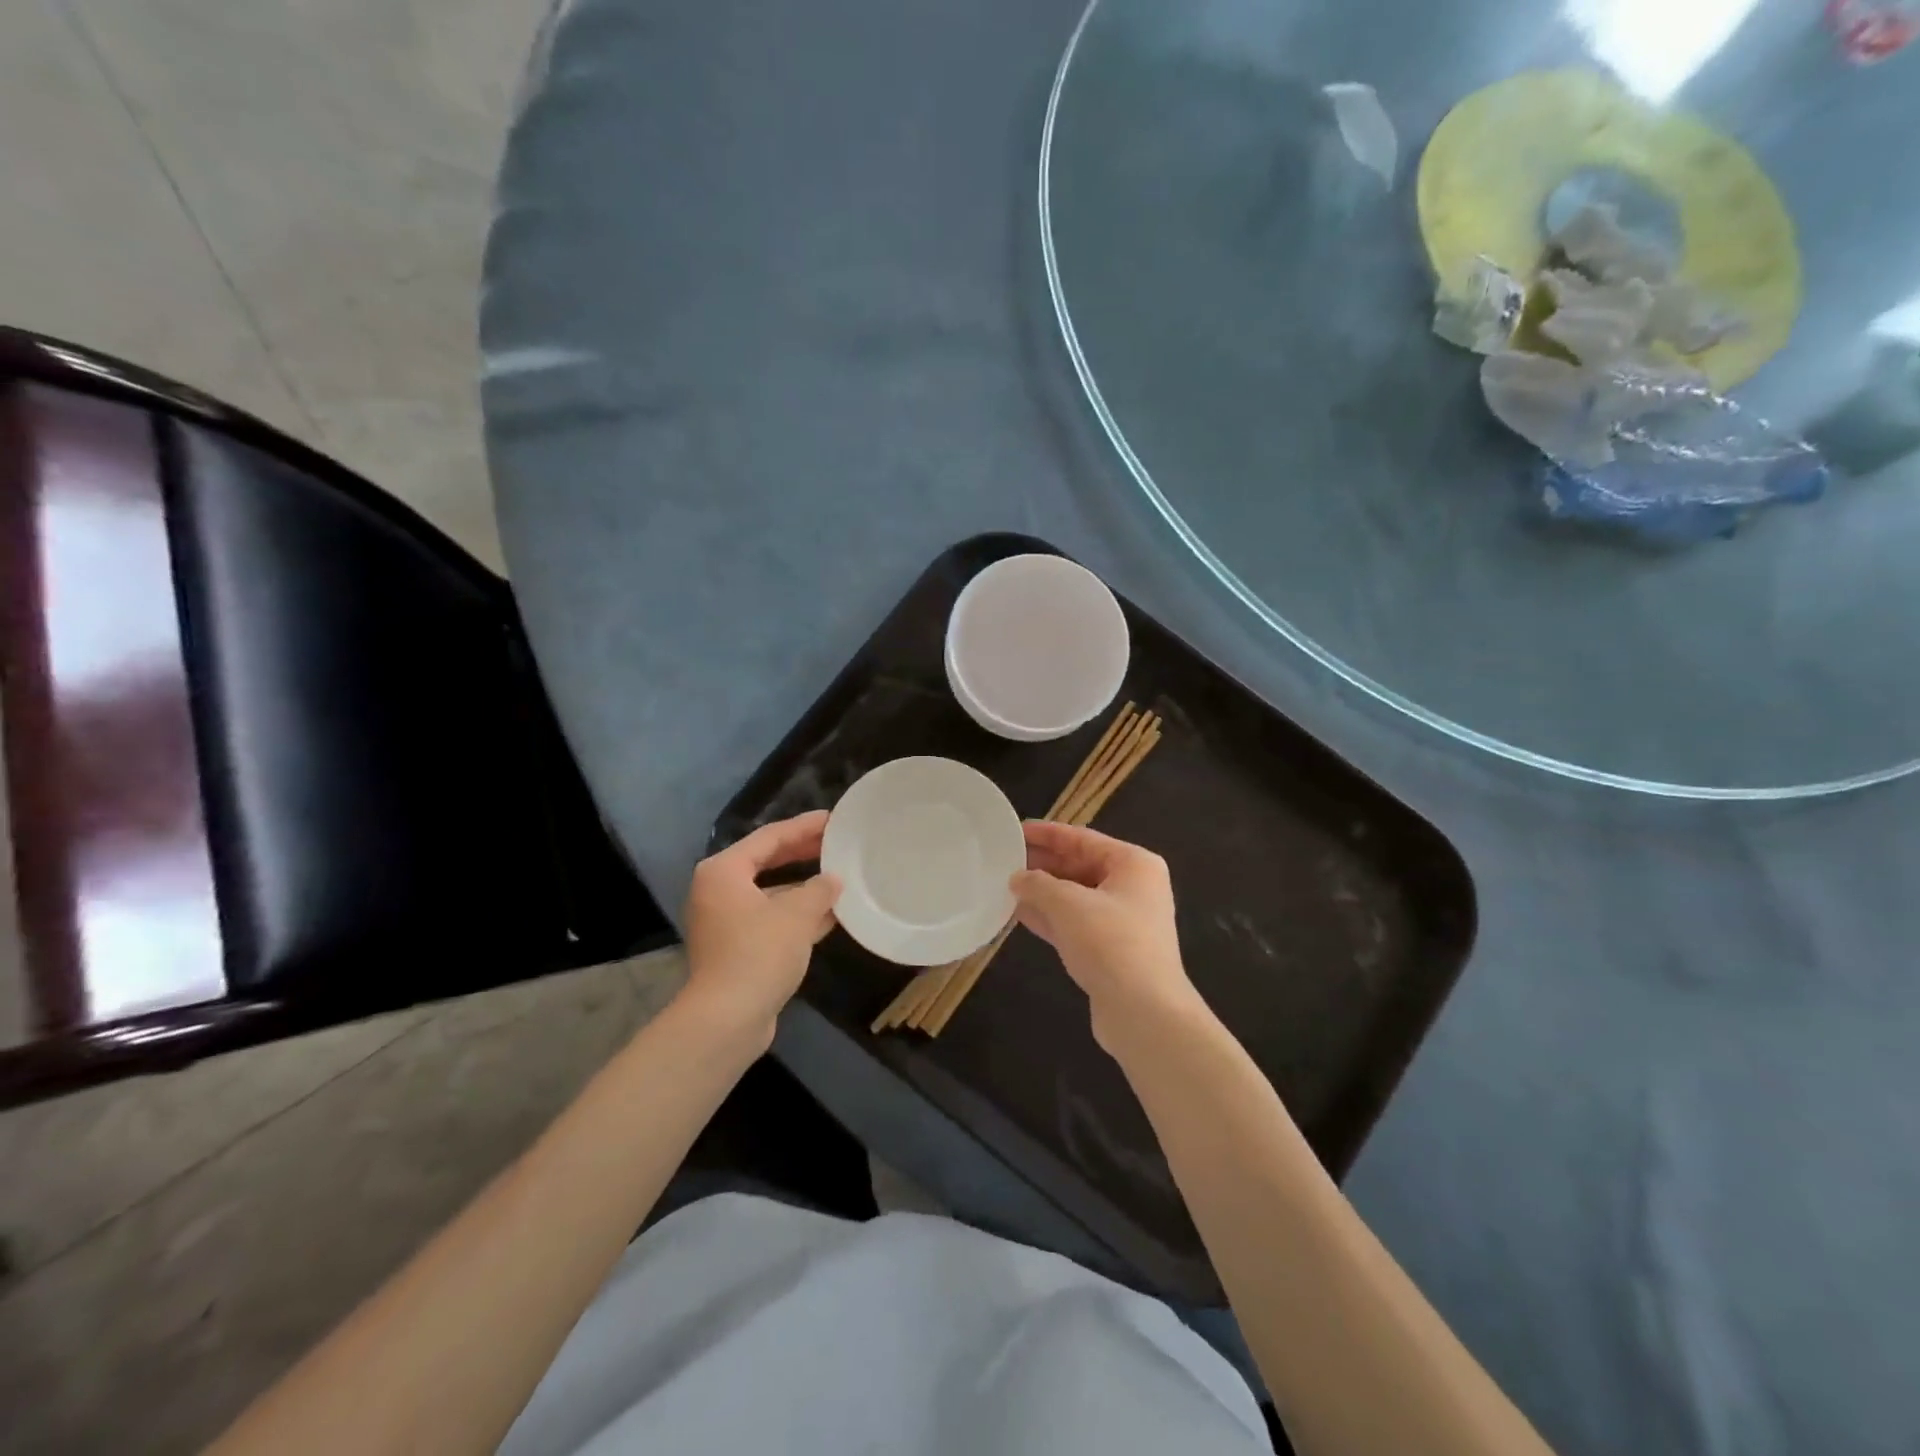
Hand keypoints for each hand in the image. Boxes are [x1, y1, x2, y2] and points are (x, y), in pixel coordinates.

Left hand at [682, 811, 841, 1041]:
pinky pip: (772, 919)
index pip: (769, 837)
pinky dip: (798, 915)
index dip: (804, 826)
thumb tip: (834, 880)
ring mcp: (726, 922)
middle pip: (767, 861)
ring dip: (804, 888)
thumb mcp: (797, 914)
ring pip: (771, 893)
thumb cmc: (759, 953)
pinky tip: (831, 915)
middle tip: (837, 843)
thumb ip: (820, 889)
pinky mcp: (737, 949)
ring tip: (840, 877)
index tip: (833, 818)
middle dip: (803, 853)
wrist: (727, 1020)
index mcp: (724, 871)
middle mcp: (719, 891)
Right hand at [1012, 822, 1202, 1048]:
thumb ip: (1038, 884)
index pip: (1083, 838)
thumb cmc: (1110, 943)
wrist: (1143, 1012)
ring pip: (1075, 896)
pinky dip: (1049, 917)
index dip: (1047, 834)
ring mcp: (1123, 921)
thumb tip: (1018, 878)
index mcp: (1133, 864)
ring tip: (1005, 883)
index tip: (1015, 830)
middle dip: (1043, 863)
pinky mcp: (1110, 950)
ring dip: (1042, 891)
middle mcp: (1133, 887)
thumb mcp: (1068, 904)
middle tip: (1004, 858)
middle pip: (1080, 865)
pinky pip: (1074, 923)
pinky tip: (1018, 913)